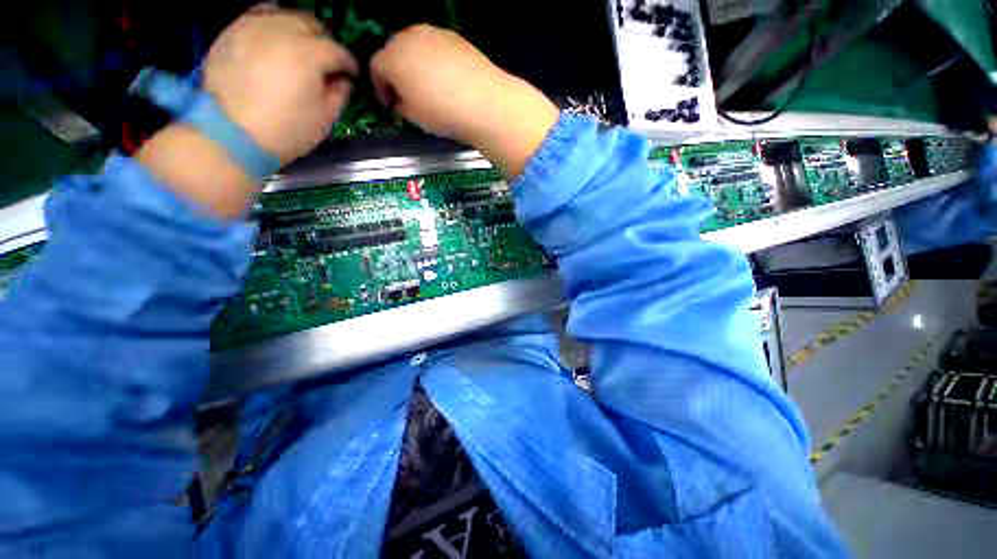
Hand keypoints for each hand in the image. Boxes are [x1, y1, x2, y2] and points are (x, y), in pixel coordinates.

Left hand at [203, 10, 358, 163]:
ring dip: (297, 30)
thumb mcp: (325, 118)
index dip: (349, 65)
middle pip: (311, 24)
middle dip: (324, 42)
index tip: (351, 76)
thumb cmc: (287, 130)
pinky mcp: (231, 32)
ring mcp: (253, 27)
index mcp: (309, 54)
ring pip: (283, 14)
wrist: (231, 134)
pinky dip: (271, 27)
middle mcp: (282, 30)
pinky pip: (257, 18)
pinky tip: (274, 43)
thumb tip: (343, 80)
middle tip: (326, 63)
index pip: (338, 51)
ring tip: (299, 50)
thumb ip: (339, 93)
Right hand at [370, 25, 558, 176]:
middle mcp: (409, 36)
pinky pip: (437, 48)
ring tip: (428, 87)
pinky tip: (446, 80)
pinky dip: (435, 61)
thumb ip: (400, 104)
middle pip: (394, 51)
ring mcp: (434, 33)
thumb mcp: (413, 116)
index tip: (389, 104)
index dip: (380, 88)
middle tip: (406, 95)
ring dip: (416, 64)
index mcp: (392, 57)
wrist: (484, 102)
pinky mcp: (456, 37)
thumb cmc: (442, 113)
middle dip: (397, 73)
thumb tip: (402, 99)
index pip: (376, 68)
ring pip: (416, 46)